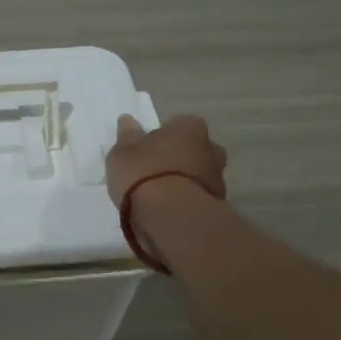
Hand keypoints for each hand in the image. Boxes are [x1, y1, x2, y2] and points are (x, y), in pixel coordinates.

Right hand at [106, 113, 227, 206]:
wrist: (172, 218)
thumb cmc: (144, 175)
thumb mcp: (122, 154)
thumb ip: (127, 137)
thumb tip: (128, 121)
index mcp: (190, 127)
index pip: (178, 125)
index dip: (161, 137)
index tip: (146, 151)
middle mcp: (211, 148)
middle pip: (192, 150)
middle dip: (178, 159)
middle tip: (154, 173)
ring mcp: (218, 178)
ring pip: (198, 175)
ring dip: (183, 182)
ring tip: (158, 198)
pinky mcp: (218, 205)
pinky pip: (197, 198)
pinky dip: (186, 202)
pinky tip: (168, 212)